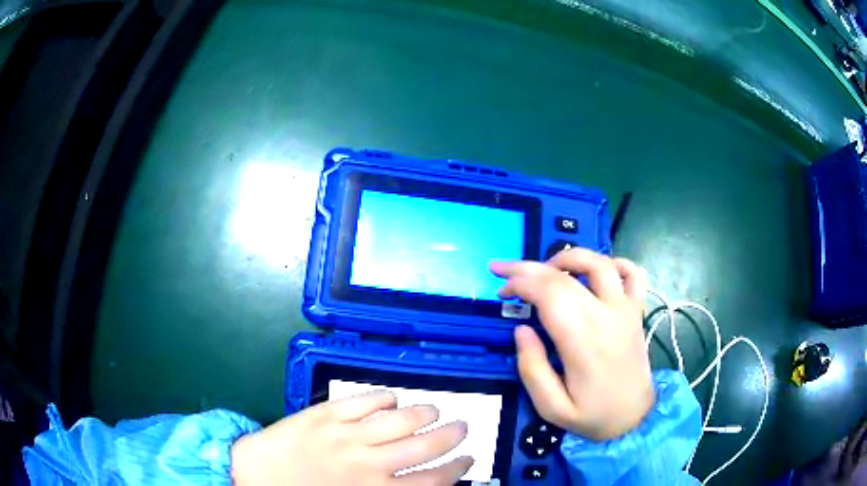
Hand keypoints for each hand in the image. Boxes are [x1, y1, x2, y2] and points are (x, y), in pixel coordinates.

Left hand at [231, 391, 472, 484]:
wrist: (254, 477)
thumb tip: (419, 483)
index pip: (432, 480)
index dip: (456, 469)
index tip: (467, 459)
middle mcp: (368, 463)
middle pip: (424, 447)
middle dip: (451, 436)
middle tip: (463, 427)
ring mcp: (345, 434)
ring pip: (399, 419)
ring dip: (424, 414)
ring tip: (435, 411)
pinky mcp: (324, 414)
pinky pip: (363, 400)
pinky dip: (383, 397)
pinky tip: (392, 398)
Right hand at [491, 248, 653, 440]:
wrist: (635, 418)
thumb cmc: (592, 415)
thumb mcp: (552, 408)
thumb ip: (532, 369)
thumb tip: (521, 329)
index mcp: (583, 341)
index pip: (549, 294)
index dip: (520, 284)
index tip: (501, 291)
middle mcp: (607, 316)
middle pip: (566, 275)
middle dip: (529, 267)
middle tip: (504, 270)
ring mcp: (626, 309)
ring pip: (600, 263)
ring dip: (569, 256)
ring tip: (546, 267)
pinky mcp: (637, 310)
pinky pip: (633, 273)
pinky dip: (614, 262)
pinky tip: (596, 270)